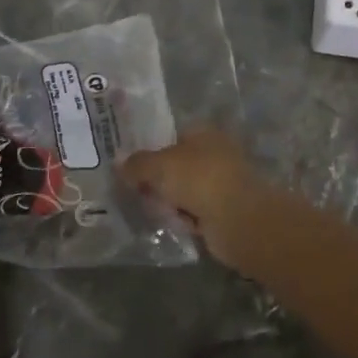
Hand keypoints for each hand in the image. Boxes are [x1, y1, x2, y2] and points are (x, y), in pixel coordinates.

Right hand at [121, 130, 291, 270]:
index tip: (130, 168)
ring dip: (170, 203)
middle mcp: (214, 154)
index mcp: (203, 133)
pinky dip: (184, 219)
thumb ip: (137, 164)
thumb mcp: (159, 166)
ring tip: (156, 211)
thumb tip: (119, 162)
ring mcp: (221, 183)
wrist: (238, 220)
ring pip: (184, 191)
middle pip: (176, 166)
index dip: (150, 151)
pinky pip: (194, 212)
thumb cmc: (199, 180)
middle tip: (138, 192)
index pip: (171, 137)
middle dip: (157, 181)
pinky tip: (175, 225)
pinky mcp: (224, 211)